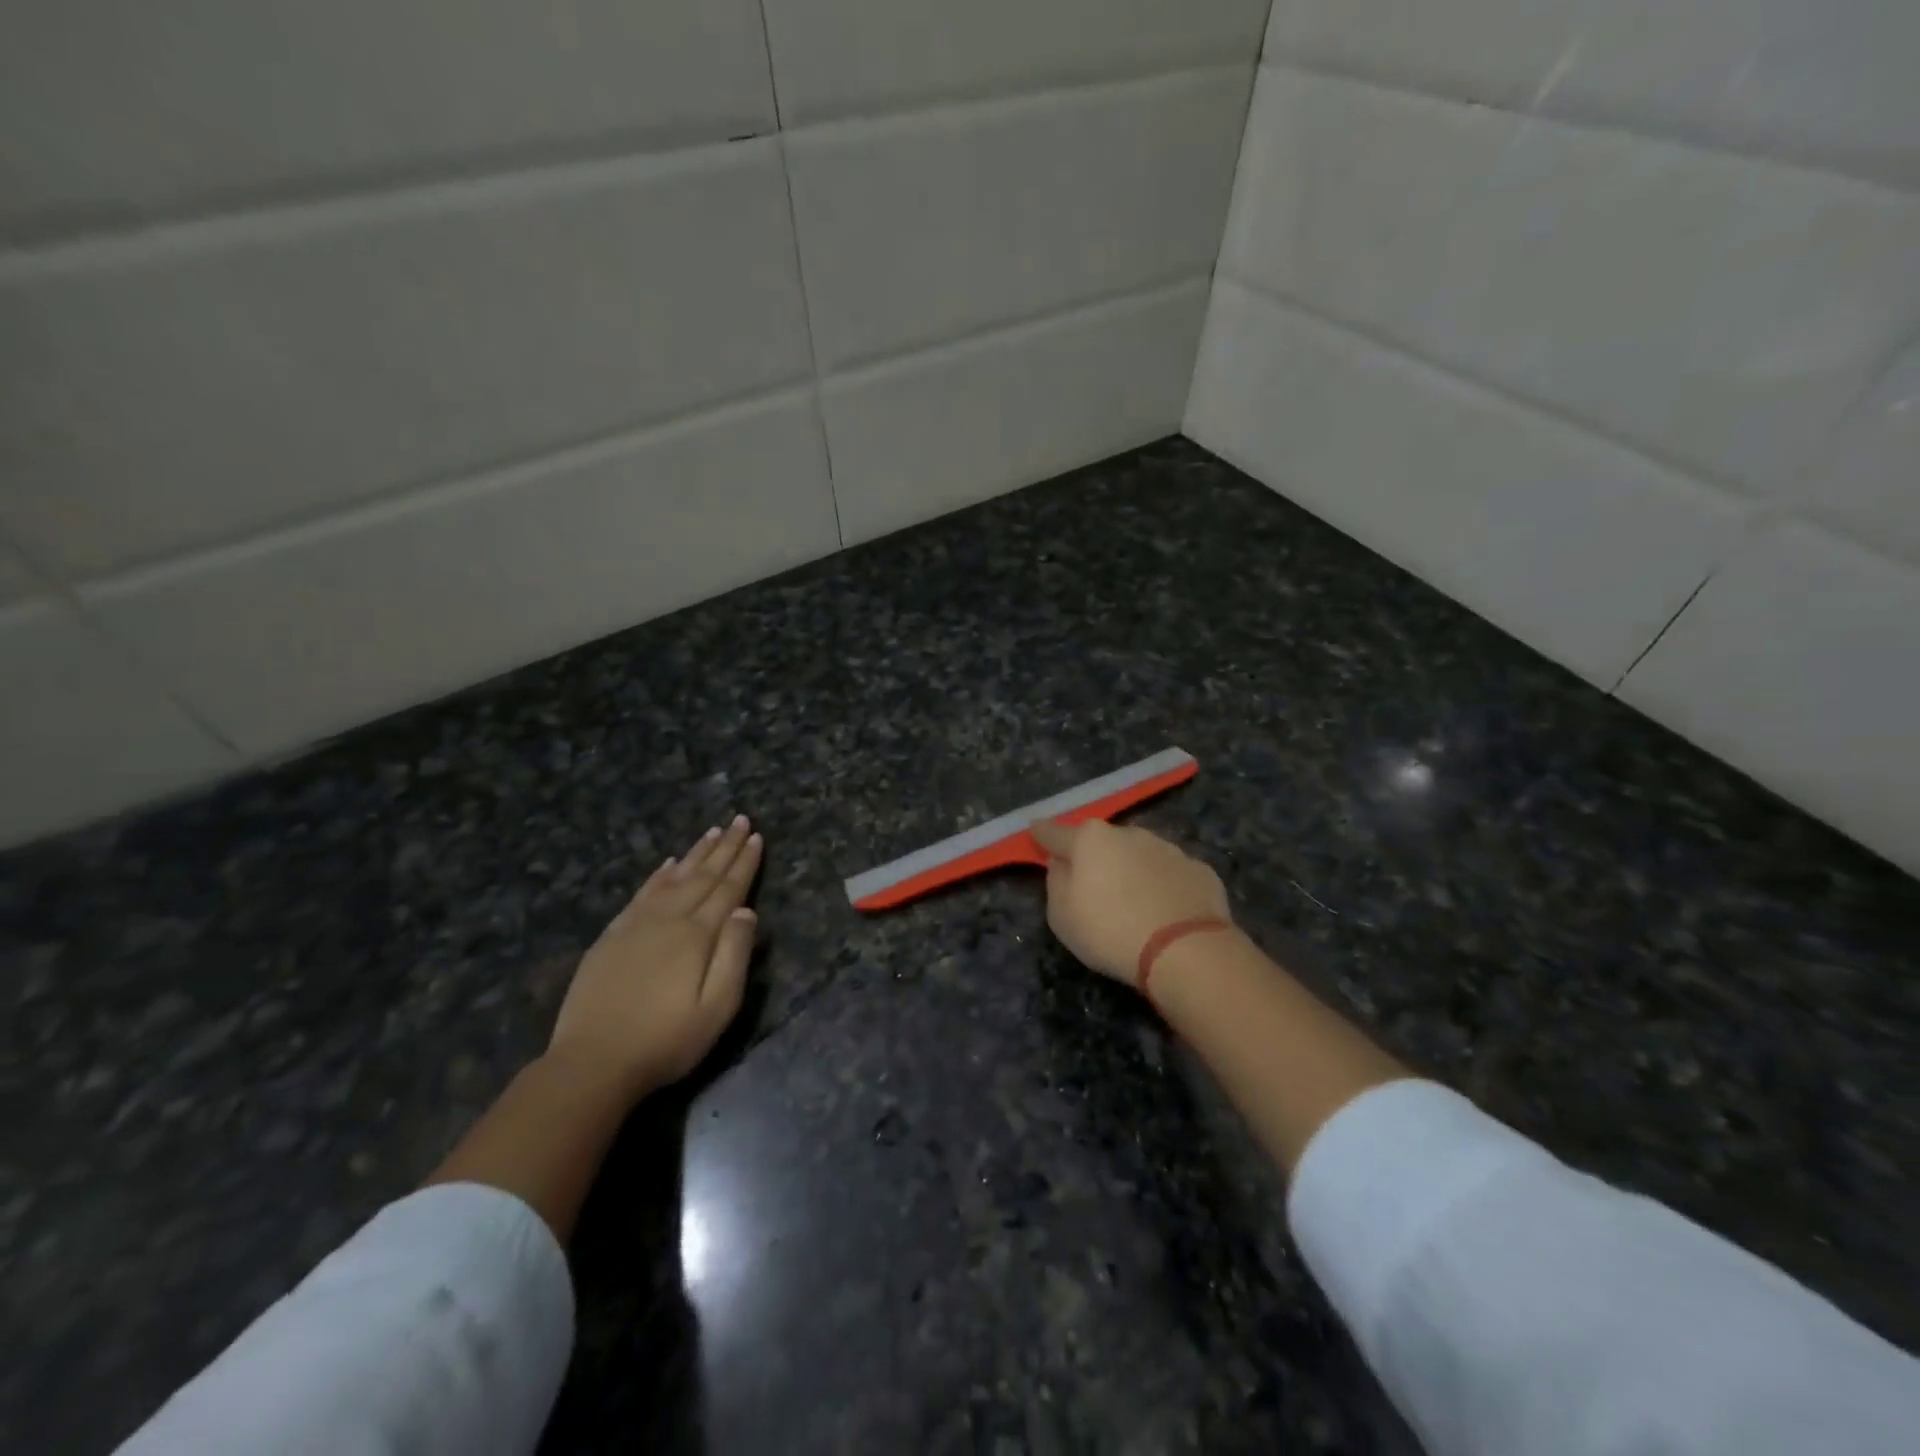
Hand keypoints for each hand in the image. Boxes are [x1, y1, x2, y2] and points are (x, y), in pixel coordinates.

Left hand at [549, 816, 763, 1095]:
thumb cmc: (666, 1040)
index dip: (744, 862)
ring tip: (711, 831)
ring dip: (695, 854)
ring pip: (673, 878)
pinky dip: (658, 875)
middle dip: (724, 847)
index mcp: (697, 934)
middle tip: (740, 819)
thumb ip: (734, 954)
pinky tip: (667, 864)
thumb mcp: (717, 1007)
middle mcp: (668, 919)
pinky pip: (641, 893)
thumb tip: (747, 910)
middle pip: (703, 875)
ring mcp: (636, 925)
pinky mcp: (612, 937)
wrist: (592, 1062)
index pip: (728, 889)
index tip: (756, 836)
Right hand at [1030, 819, 1232, 983]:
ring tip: (1133, 903)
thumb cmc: (1110, 931)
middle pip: (1102, 842)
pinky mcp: (1199, 870)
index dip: (1042, 835)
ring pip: (1140, 855)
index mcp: (1090, 840)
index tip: (1035, 831)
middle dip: (1095, 857)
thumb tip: (1063, 863)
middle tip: (1093, 886)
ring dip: (1131, 870)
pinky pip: (1171, 875)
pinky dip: (1164, 886)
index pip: (1055, 833)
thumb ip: (1057, 882)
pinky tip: (1166, 912)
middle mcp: (1129, 834)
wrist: (1186, 950)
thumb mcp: (1061, 915)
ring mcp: (1168, 849)